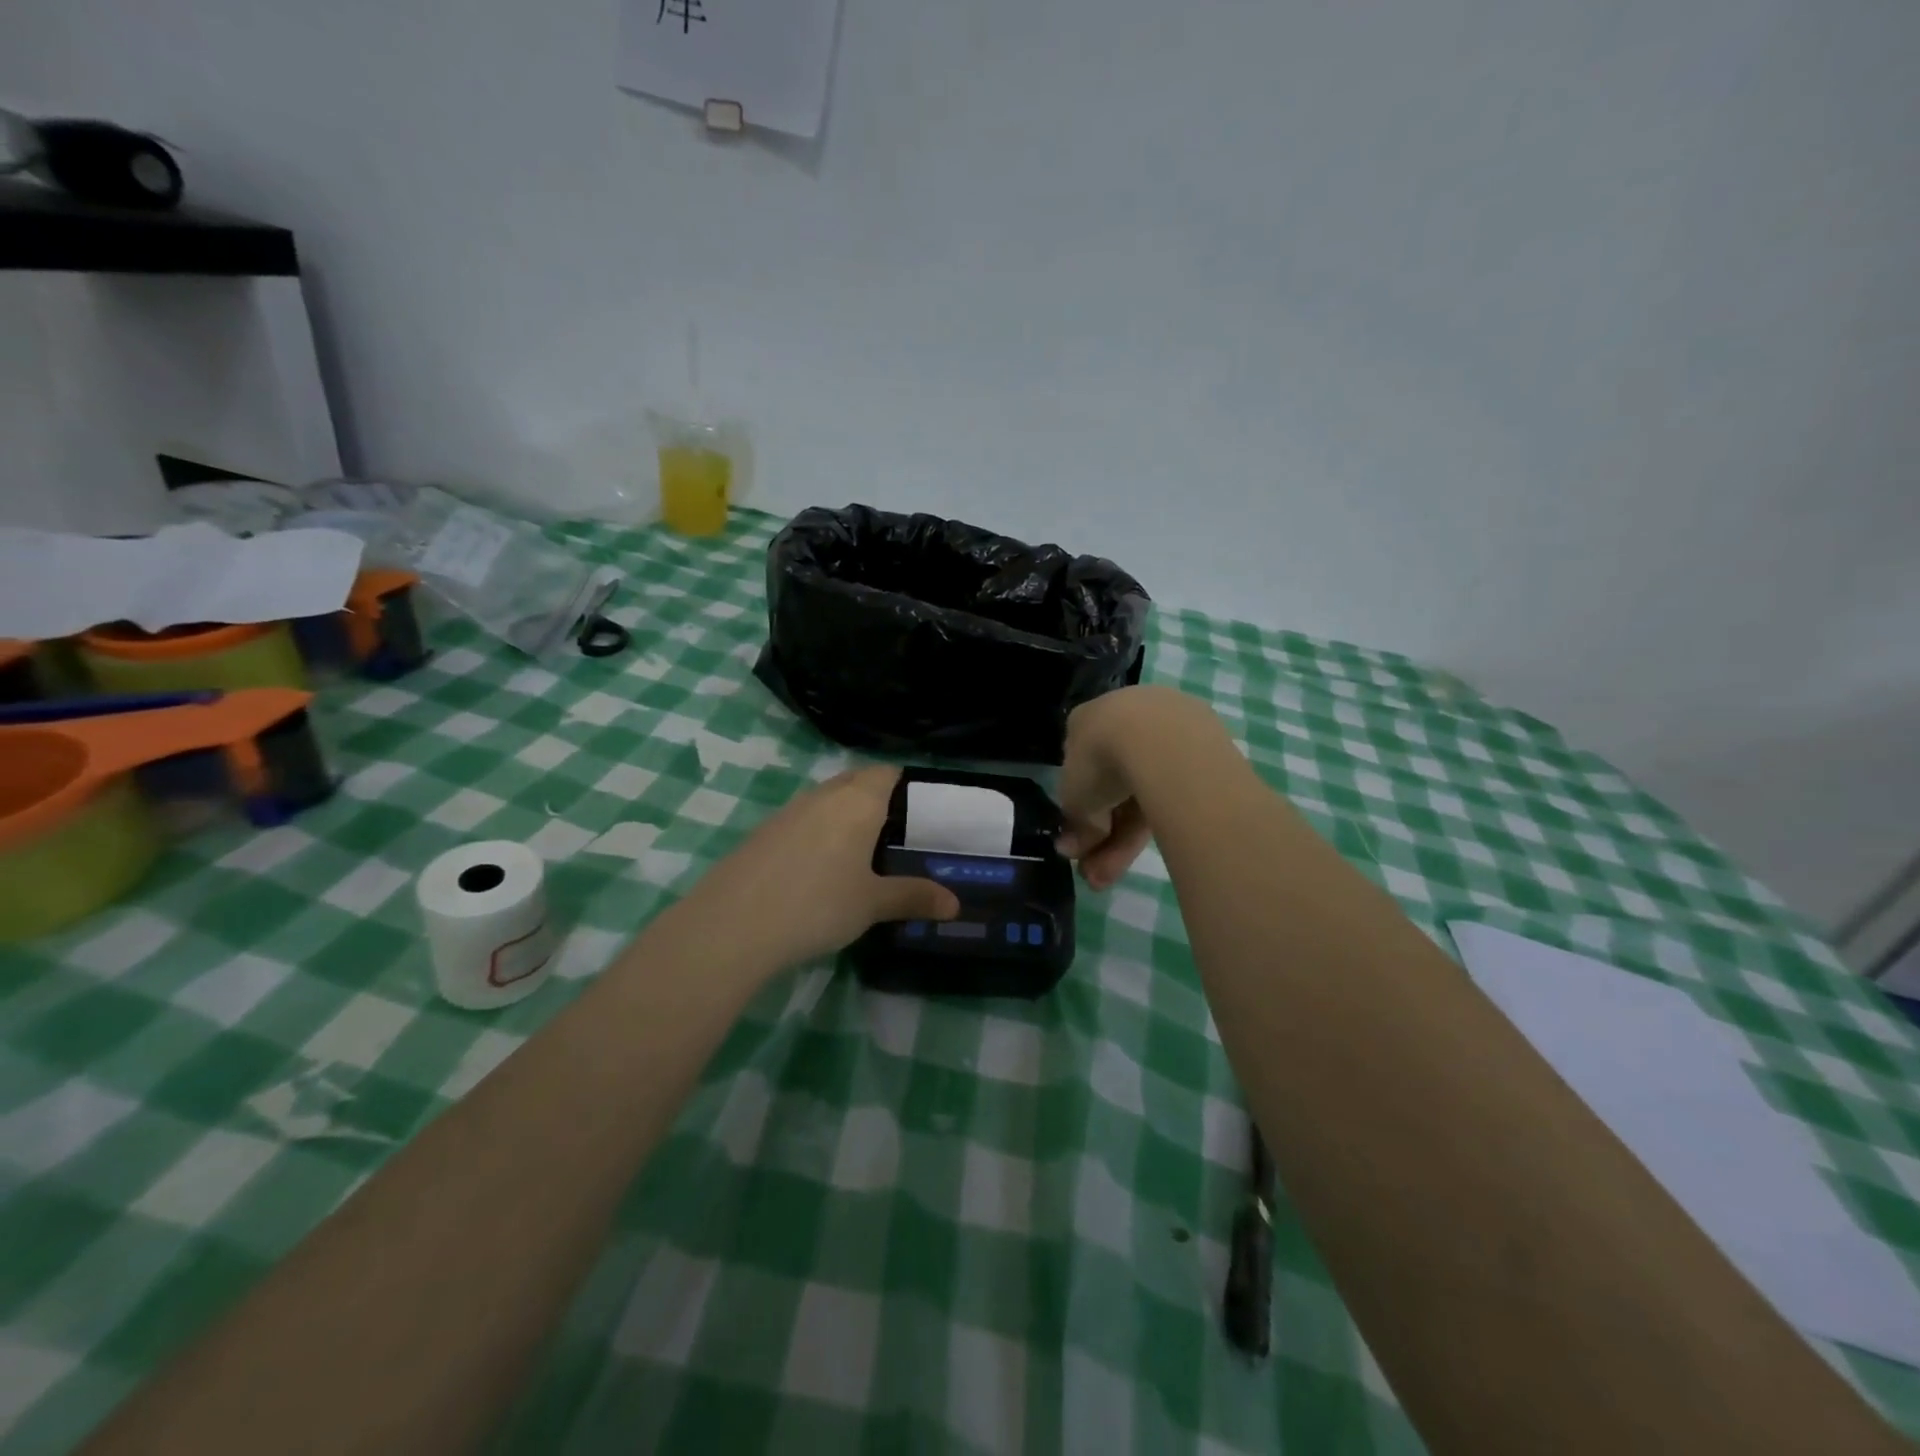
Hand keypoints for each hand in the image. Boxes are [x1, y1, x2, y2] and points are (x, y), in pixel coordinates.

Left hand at [681, 766, 959, 968]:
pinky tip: (817, 867)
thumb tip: (955, 903)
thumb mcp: (872, 904)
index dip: (905, 784)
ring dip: (844, 814)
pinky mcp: (762, 832)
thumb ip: (913, 897)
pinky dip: (817, 832)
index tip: (921, 810)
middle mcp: (823, 795)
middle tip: (896, 832)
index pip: (887, 772)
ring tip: (860, 851)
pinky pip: (801, 819)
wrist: (733, 925)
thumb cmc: (818, 905)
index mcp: (857, 801)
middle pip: (856, 780)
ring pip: (826, 799)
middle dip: (876, 797)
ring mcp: (788, 811)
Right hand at [1057, 686, 1219, 888]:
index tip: (1080, 843)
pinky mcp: (1204, 743)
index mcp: (1087, 719)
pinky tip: (1152, 846)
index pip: (1081, 769)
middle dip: (1103, 834)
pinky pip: (1173, 788)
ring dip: (1125, 838)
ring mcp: (1168, 728)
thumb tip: (1072, 848)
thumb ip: (1076, 822)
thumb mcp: (1076, 798)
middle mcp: (1127, 715)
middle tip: (1095, 876)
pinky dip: (1159, 817)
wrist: (1162, 740)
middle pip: (1114, 785)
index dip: (1080, 810)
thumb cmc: (1101, 760)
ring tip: (1114, 877)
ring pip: (1145, 790)